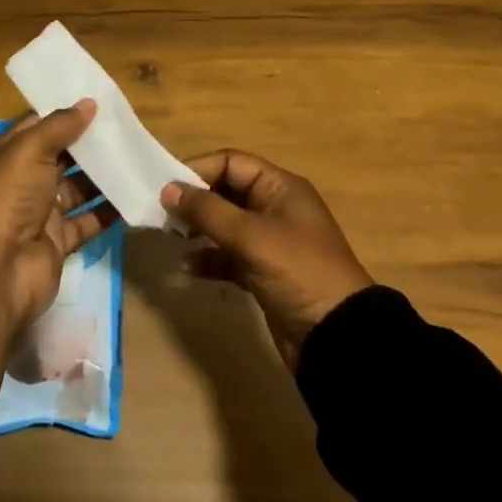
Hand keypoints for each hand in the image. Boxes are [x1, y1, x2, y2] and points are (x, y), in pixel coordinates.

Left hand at [0, 101, 117, 332]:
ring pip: (75, 188)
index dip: (64, 115)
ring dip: (101, 176)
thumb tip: (89, 102)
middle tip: (124, 129)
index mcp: (6, 156)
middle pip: (59, 157)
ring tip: (134, 157)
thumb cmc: (8, 198)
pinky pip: (87, 221)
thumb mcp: (31, 150)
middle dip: (88, 144)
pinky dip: (107, 211)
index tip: (98, 103)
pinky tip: (133, 194)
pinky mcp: (57, 242)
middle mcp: (20, 182)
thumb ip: (60, 126)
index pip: (37, 127)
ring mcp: (39, 213)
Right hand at [160, 151, 373, 369]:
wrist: (338, 338)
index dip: (199, 170)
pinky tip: (188, 270)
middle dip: (195, 202)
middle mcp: (274, 208)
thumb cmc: (297, 271)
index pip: (232, 163)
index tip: (167, 187)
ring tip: (172, 239)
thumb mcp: (251, 236)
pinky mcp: (263, 274)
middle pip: (226, 192)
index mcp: (280, 187)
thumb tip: (168, 189)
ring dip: (198, 230)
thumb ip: (208, 211)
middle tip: (163, 215)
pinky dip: (209, 260)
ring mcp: (269, 242)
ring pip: (225, 225)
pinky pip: (228, 257)